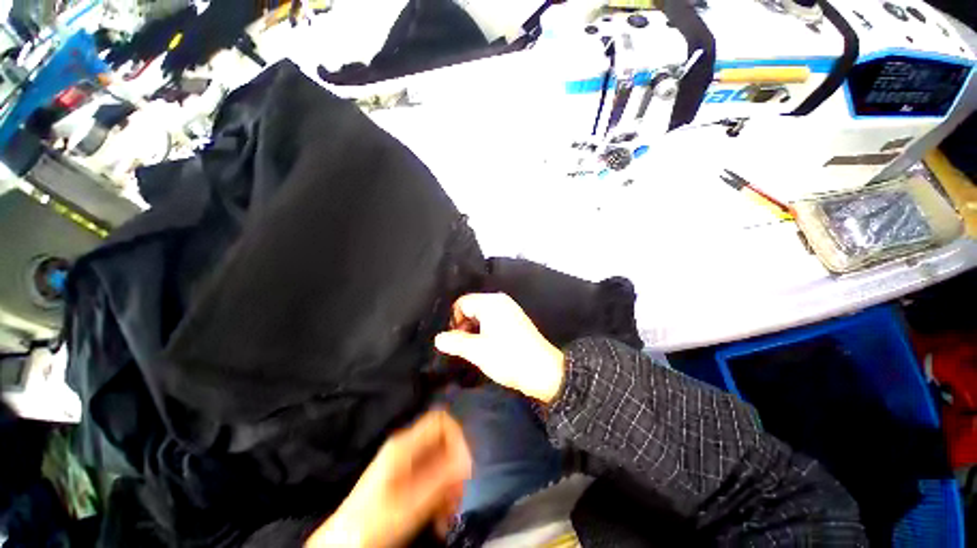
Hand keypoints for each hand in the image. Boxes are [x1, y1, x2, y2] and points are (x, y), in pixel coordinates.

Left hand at [306, 410, 471, 547]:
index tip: (464, 467)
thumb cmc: (373, 522)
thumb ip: (439, 478)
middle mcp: (407, 446)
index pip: (441, 420)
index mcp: (405, 444)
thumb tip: (465, 460)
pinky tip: (441, 516)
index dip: (457, 437)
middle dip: (455, 467)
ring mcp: (406, 461)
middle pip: (443, 442)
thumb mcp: (409, 503)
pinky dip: (441, 492)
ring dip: (450, 484)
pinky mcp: (406, 477)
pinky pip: (433, 475)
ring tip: (448, 513)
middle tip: (458, 496)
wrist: (343, 542)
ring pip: (440, 460)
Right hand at [435, 293, 564, 403]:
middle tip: (462, 346)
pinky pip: (492, 319)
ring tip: (473, 349)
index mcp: (490, 302)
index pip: (461, 303)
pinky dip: (485, 330)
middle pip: (471, 307)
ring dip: (473, 330)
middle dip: (463, 325)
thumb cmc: (508, 357)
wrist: (543, 371)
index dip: (453, 321)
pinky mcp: (515, 320)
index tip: (454, 341)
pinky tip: (486, 346)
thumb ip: (455, 342)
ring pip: (481, 315)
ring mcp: (509, 309)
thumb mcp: (477, 351)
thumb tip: (438, 338)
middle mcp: (500, 300)